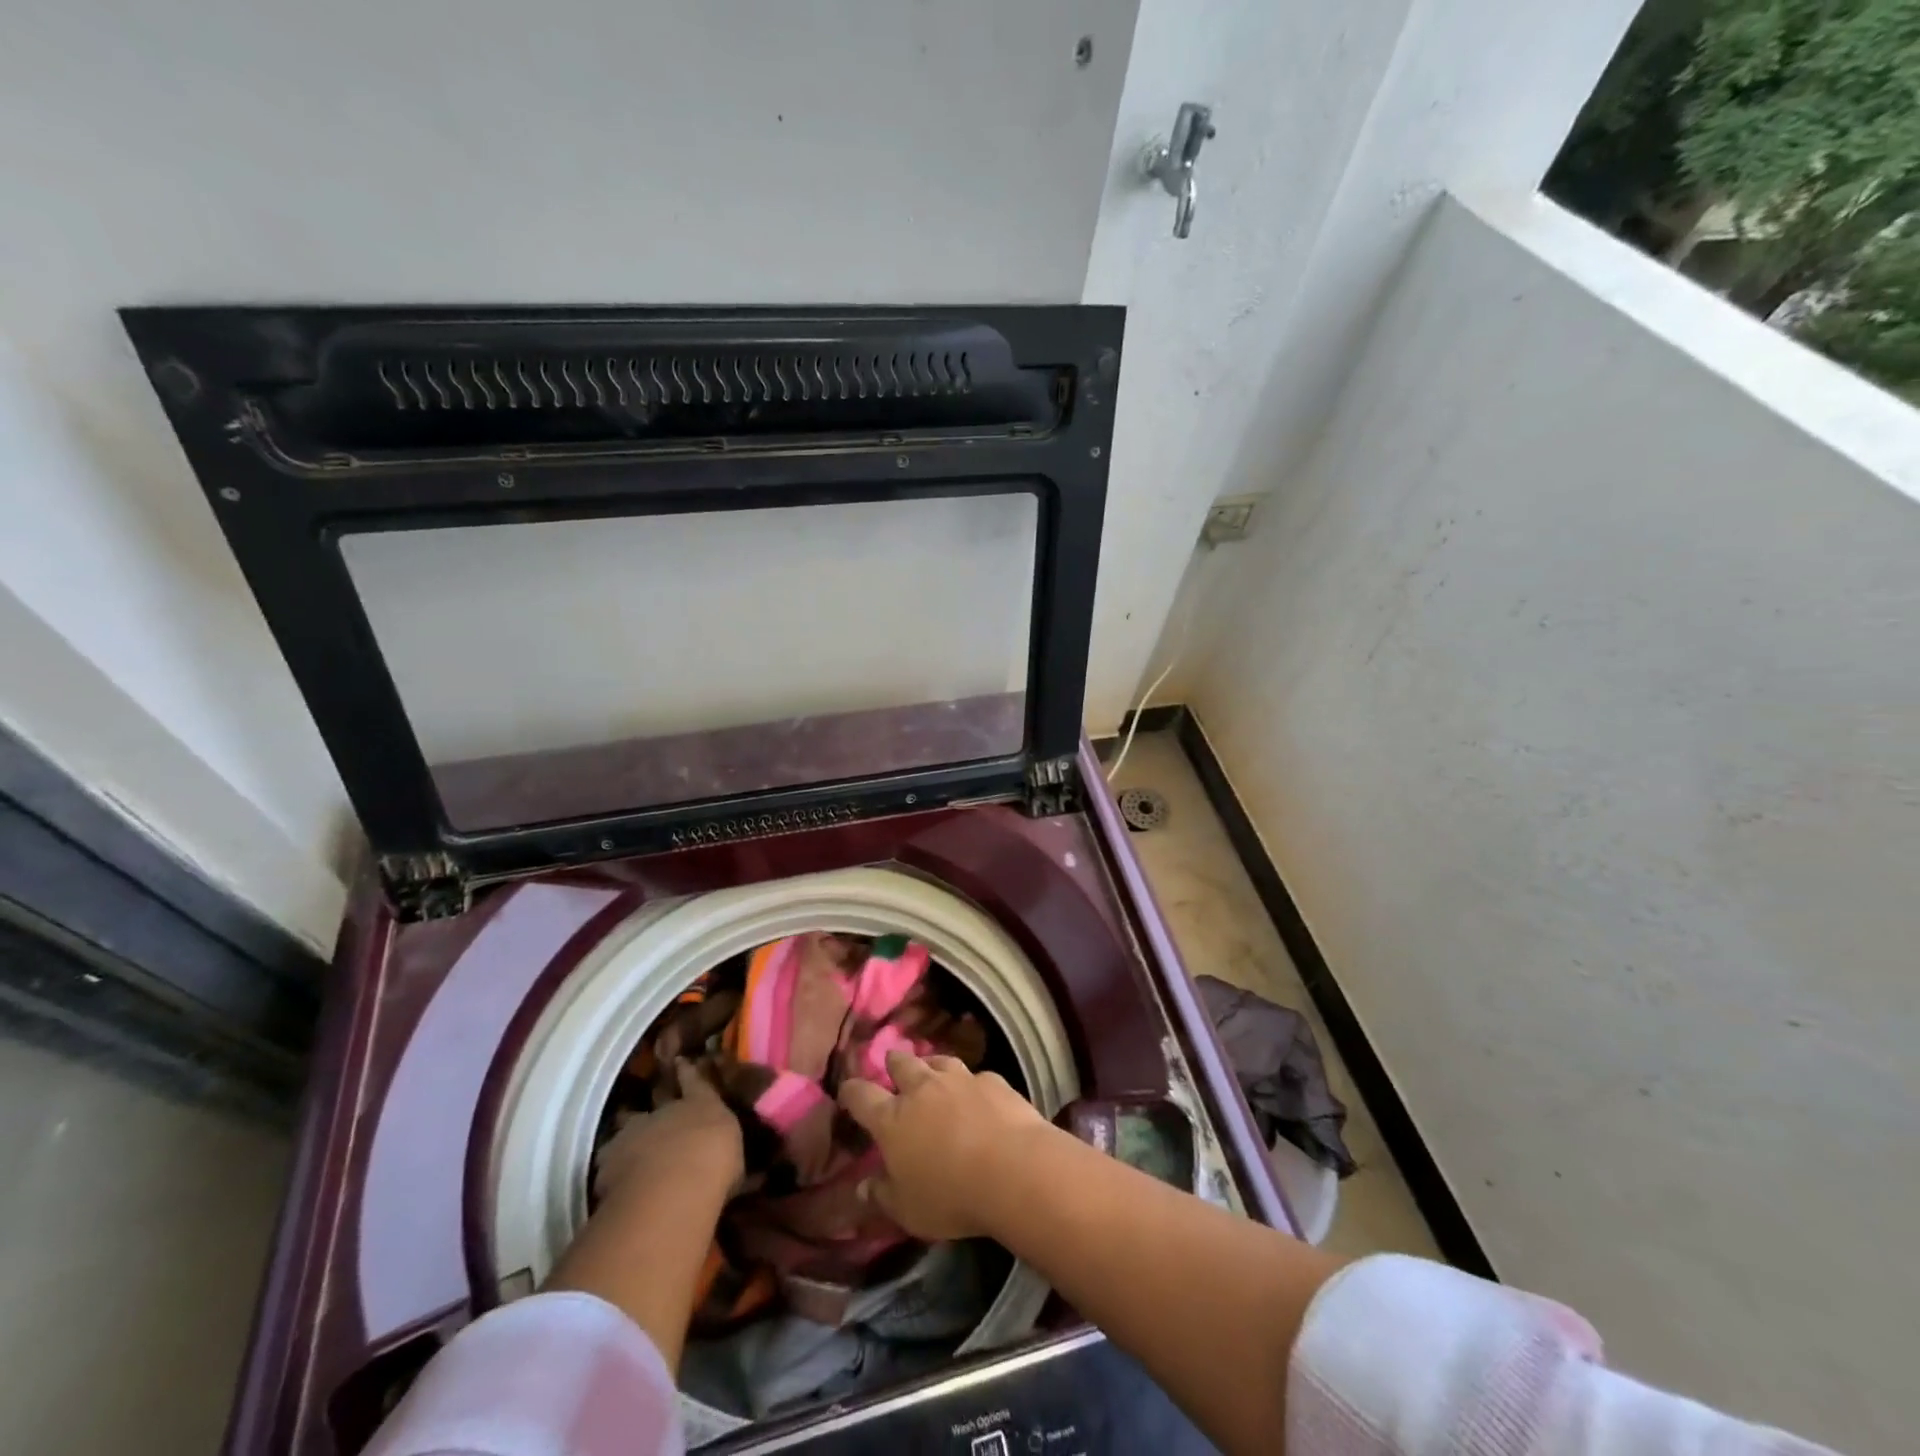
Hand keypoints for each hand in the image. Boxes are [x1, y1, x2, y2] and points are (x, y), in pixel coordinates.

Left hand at [594, 1058, 744, 1205]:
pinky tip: (614, 1179)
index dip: (687, 1071)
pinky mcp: (607, 1161)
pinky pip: (609, 1160)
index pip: (695, 1080)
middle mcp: (665, 1111)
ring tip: (628, 1146)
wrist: (671, 1186)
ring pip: (627, 1127)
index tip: (680, 1060)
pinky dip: (612, 1167)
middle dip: (655, 1103)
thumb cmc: (715, 1164)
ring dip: (630, 1136)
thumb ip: (730, 1158)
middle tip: (653, 1113)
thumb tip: (750, 1169)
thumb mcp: (735, 1161)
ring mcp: (633, 1133)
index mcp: (701, 1104)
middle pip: (657, 1099)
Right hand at [836, 1049, 1049, 1240]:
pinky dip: (969, 1083)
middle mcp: (922, 1089)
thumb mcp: (907, 1211)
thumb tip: (861, 1187)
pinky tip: (976, 1095)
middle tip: (893, 1069)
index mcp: (893, 1119)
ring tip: (932, 1073)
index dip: (851, 1091)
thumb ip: (882, 1196)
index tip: (848, 1092)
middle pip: (901, 1063)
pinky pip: (974, 1075)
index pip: (861, 1095)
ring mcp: (959, 1079)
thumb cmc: (952, 1195)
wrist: (1014, 1169)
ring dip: (931, 1066)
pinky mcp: (992, 1080)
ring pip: (938, 1060)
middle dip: (893, 1064)